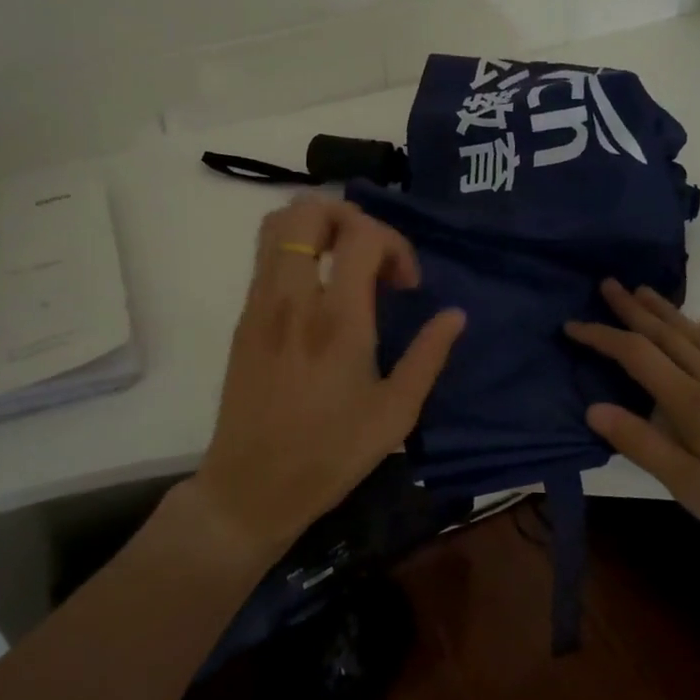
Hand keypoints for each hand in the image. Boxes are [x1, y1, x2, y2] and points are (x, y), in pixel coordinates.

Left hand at [193, 196, 464, 562]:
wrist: (250, 487)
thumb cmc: (330, 454)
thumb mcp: (395, 413)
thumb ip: (428, 356)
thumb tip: (455, 315)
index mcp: (337, 319)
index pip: (362, 235)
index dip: (394, 243)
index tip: (406, 284)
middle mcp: (293, 297)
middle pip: (309, 211)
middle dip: (350, 217)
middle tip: (372, 255)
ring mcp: (260, 303)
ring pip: (278, 224)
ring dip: (317, 227)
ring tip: (345, 261)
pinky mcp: (243, 317)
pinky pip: (265, 256)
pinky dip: (296, 249)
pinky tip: (318, 289)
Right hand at [566, 280, 699, 570]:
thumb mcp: (692, 489)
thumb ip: (643, 445)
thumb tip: (593, 408)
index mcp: (691, 403)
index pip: (635, 356)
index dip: (601, 336)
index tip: (572, 324)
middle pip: (667, 334)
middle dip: (633, 309)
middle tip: (608, 284)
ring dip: (670, 312)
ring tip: (646, 292)